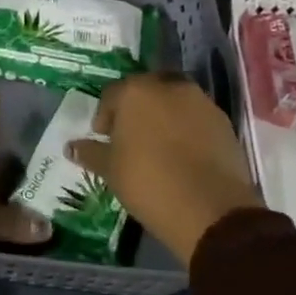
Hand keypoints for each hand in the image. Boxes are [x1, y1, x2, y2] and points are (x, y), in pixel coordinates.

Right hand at [66, 73, 258, 264]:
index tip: (104, 138)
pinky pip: (197, 118)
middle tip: (131, 138)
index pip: (112, 95)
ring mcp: (200, 101)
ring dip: (164, 117)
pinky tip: (184, 155)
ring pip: (174, 101)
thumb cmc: (148, 182)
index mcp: (135, 91)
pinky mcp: (224, 121)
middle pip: (146, 91)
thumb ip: (90, 153)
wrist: (209, 208)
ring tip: (159, 146)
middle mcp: (168, 86)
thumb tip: (71, 147)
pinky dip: (188, 129)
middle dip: (136, 110)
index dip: (105, 117)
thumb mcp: (110, 170)